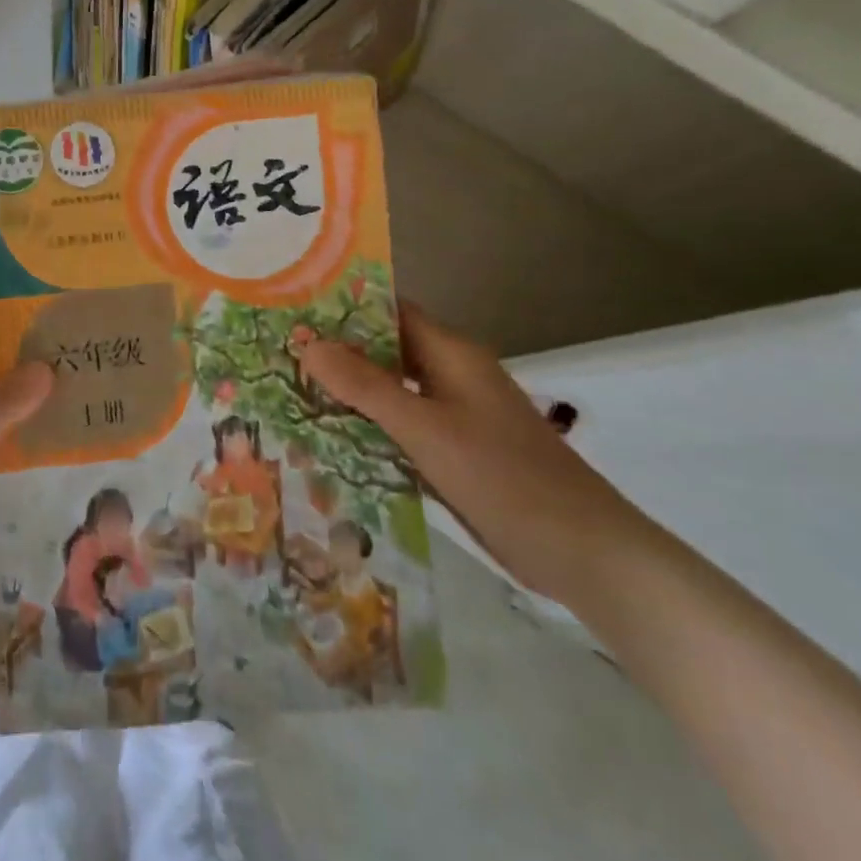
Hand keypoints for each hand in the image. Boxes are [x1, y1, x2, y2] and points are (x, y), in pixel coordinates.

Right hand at [301, 304, 649, 602]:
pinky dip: (368, 426)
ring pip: (391, 391)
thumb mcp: (425, 428)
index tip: (291, 310)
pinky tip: (329, 438)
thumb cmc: (503, 476)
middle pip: (385, 351)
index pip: (389, 312)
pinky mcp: (455, 452)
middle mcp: (451, 376)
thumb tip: (307, 344)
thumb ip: (365, 386)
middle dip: (336, 352)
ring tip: (288, 392)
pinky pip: (402, 426)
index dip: (342, 307)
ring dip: (349, 391)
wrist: (583, 552)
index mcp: (451, 354)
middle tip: (277, 354)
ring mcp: (455, 415)